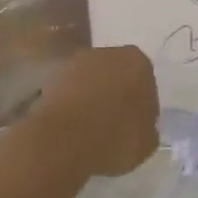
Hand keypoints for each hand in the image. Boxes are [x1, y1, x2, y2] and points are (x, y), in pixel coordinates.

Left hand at [28, 46, 158, 178]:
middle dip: (116, 94)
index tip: (136, 123)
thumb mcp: (147, 142)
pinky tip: (72, 129)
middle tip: (114, 123)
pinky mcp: (50, 79)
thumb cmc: (115, 137)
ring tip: (90, 129)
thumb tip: (141, 126)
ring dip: (91, 99)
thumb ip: (147, 127)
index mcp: (138, 62)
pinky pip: (68, 93)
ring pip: (90, 82)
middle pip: (116, 74)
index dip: (141, 103)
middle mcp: (108, 54)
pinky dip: (71, 106)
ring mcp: (75, 64)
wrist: (62, 141)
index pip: (146, 80)